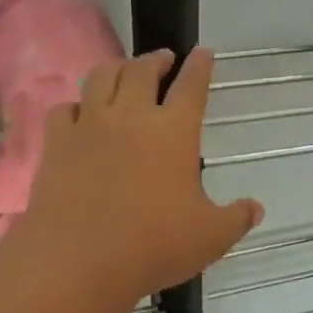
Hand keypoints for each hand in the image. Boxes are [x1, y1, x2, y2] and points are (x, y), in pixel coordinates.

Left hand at [18, 49, 262, 302]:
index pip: (191, 86)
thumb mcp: (211, 237)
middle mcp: (130, 116)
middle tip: (163, 60)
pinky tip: (79, 114)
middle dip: (156, 59)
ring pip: (100, 77)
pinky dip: (75, 105)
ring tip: (122, 73)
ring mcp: (89, 126)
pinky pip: (64, 109)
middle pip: (141, 70)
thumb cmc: (154, 245)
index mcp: (174, 131)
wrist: (79, 260)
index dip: (200, 66)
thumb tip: (255, 209)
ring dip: (116, 68)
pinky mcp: (56, 143)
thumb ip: (236, 219)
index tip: (203, 53)